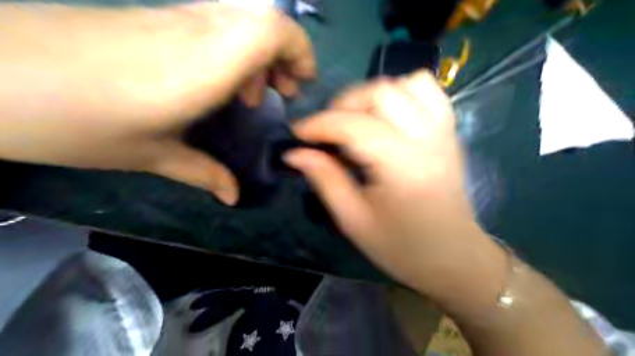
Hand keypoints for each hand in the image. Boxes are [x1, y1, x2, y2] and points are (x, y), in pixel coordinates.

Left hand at [0, 1, 313, 205]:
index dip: (299, 51)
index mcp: (203, 66)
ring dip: (259, 53)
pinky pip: (216, 22)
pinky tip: (216, 82)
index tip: (298, 87)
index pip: (272, 29)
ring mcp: (173, 17)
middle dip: (286, 55)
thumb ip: (205, 173)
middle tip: (277, 93)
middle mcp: (195, 31)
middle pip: (264, 17)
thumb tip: (234, 195)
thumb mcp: (151, 156)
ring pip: (242, 17)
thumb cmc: (74, 123)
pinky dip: (233, 48)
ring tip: (247, 93)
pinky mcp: (155, 16)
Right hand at [285, 71, 503, 304]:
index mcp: (401, 166)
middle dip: (344, 104)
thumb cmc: (402, 247)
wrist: (454, 257)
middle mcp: (426, 139)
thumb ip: (324, 179)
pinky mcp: (450, 132)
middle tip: (329, 130)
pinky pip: (430, 91)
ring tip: (358, 120)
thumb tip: (294, 153)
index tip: (298, 134)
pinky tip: (389, 116)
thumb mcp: (354, 220)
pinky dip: (403, 92)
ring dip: (373, 95)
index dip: (319, 124)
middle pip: (380, 93)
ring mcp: (443, 131)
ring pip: (406, 83)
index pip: (353, 125)